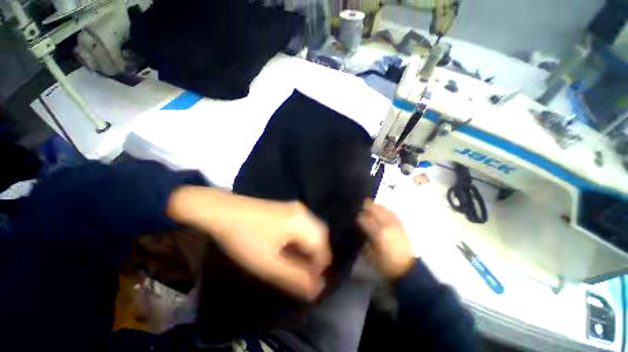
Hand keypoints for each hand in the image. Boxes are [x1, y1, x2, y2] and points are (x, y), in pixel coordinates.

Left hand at [167, 186, 330, 300]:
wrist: (224, 210)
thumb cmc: (244, 237)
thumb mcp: (267, 263)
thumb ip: (294, 277)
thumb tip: (317, 289)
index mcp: (301, 221)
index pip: (322, 247)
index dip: (319, 268)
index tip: (309, 284)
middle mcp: (303, 211)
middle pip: (320, 237)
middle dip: (316, 258)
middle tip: (304, 274)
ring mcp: (296, 208)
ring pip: (312, 231)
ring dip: (309, 249)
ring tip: (297, 264)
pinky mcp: (289, 208)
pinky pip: (304, 226)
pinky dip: (302, 240)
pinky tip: (290, 248)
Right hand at [357, 201, 415, 280]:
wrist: (407, 269)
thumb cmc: (385, 264)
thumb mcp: (370, 254)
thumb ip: (364, 238)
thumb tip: (360, 228)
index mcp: (378, 233)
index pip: (364, 218)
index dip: (357, 216)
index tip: (353, 216)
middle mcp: (387, 224)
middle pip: (374, 209)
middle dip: (365, 206)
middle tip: (359, 207)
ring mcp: (395, 223)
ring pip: (383, 208)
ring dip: (374, 206)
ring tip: (368, 206)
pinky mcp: (401, 225)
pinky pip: (391, 212)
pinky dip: (384, 209)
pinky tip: (380, 210)